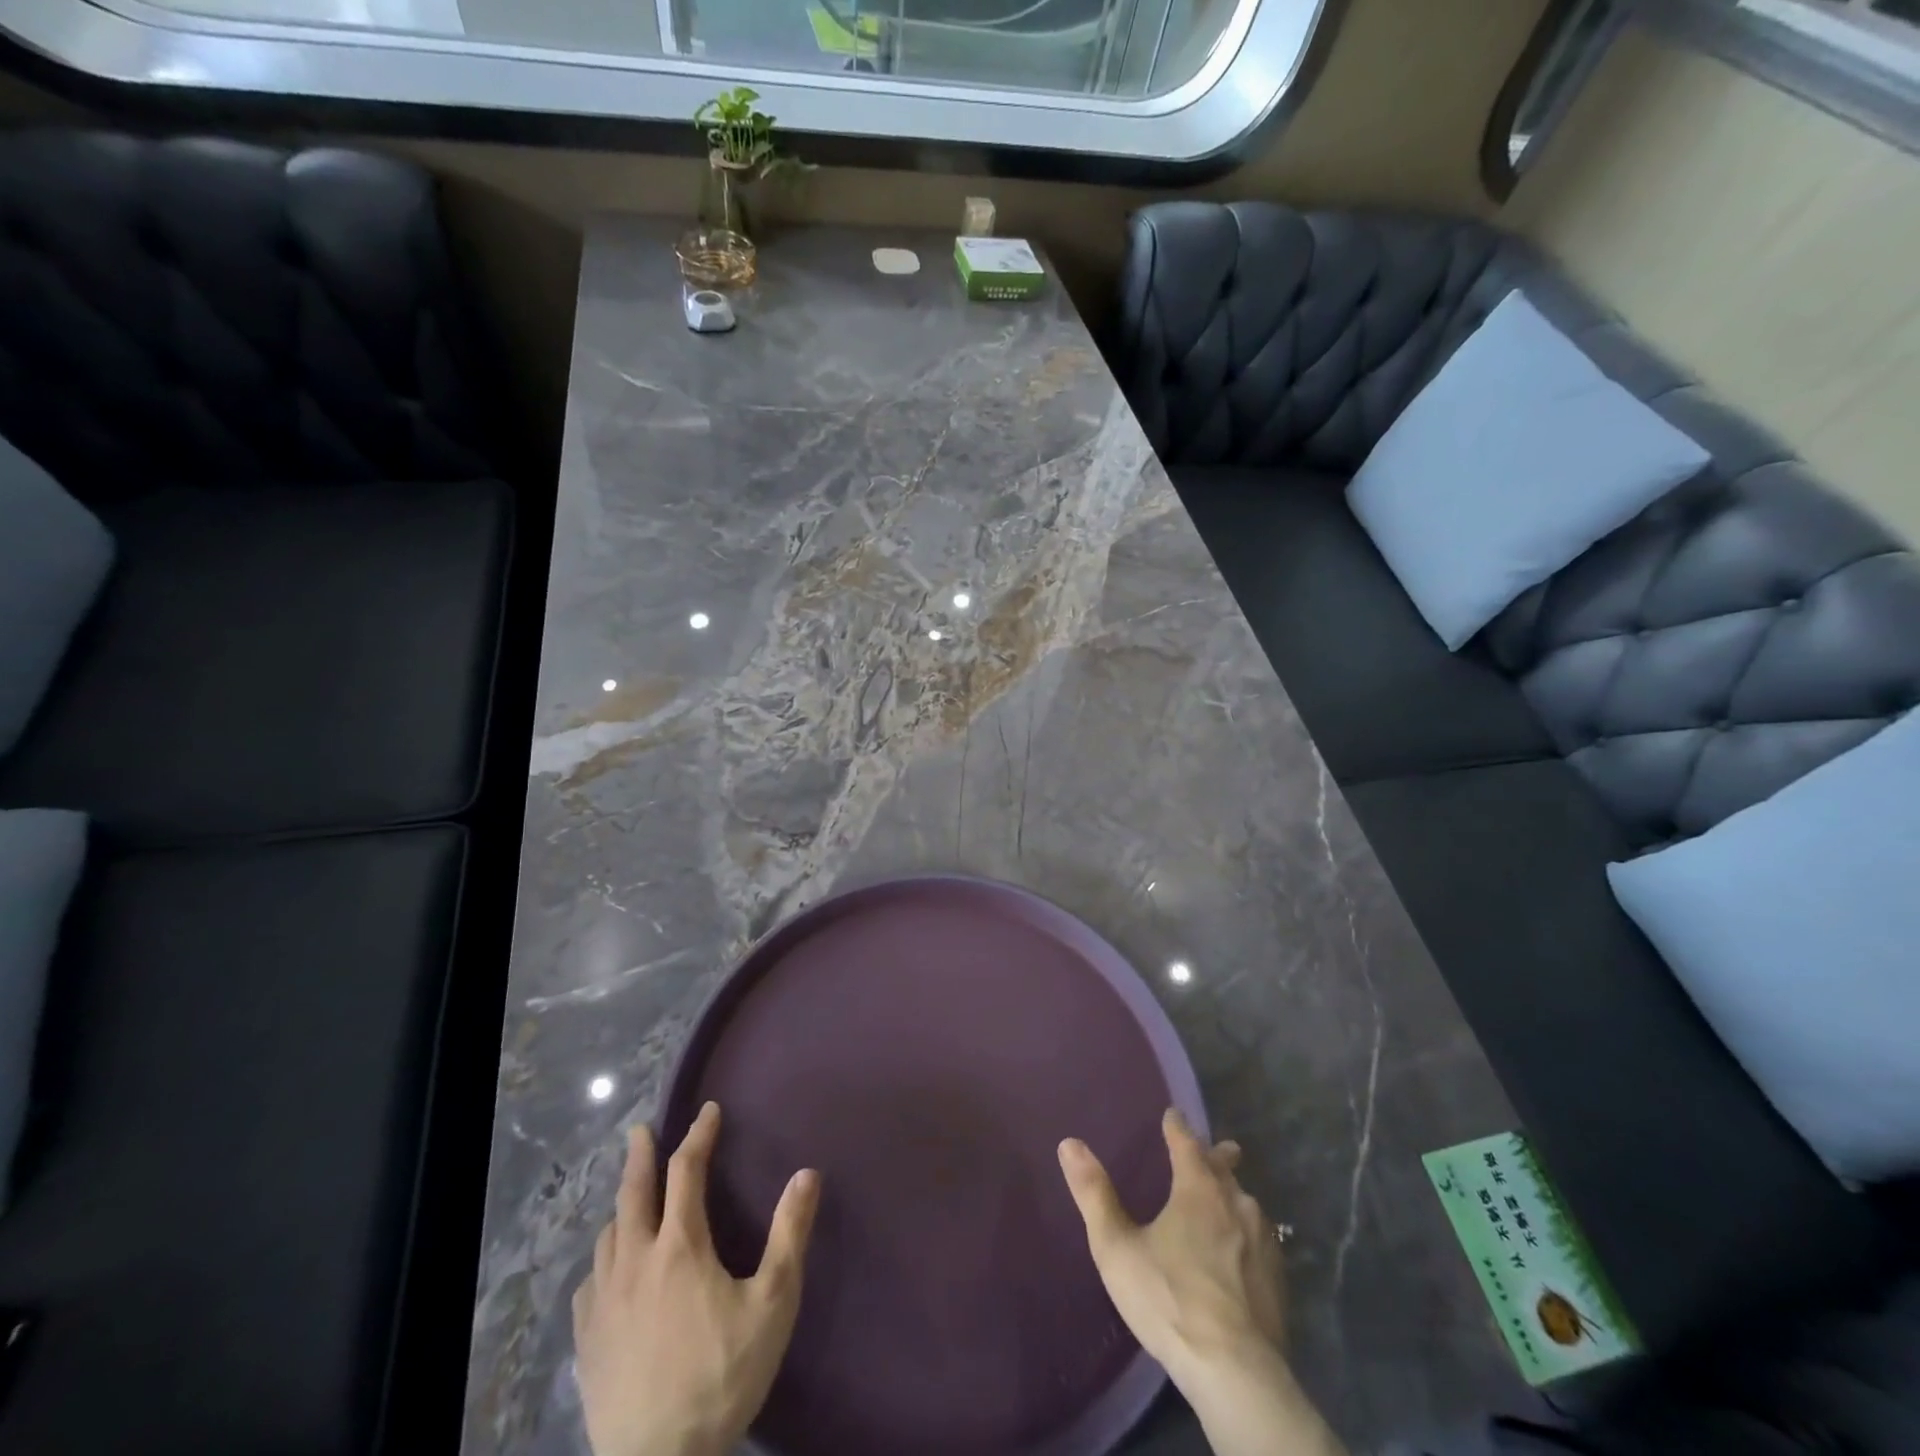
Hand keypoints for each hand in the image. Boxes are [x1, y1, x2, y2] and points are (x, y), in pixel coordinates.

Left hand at [573, 1102, 820, 1455]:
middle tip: (641, 1130)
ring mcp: (603, 1302)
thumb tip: (807, 1173)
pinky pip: (588, 1283)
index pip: (686, 1171)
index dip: (698, 1135)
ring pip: (607, 1236)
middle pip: (633, 1192)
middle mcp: (635, 1260)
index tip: (708, 1111)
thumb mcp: (772, 1303)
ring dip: (621, 1206)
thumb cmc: (722, 1376)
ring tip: (631, 1199)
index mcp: (680, 1246)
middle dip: (640, 1155)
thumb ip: (789, 1235)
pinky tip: (608, 1272)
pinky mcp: (586, 1341)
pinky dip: (602, 1261)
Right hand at [1059, 1110, 1345, 1455]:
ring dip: (1234, 1194)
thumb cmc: (1169, 1300)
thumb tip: (1069, 1143)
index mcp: (1198, 1188)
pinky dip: (1248, 1232)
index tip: (1172, 1114)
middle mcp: (1235, 1203)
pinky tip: (1245, 1250)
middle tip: (1216, 1149)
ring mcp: (1263, 1241)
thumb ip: (1094, 1194)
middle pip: (1224, 1169)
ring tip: (1227, 1197)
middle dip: (1215, 1156)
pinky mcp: (1278, 1279)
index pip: (1186, 1142)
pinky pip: (1262, 1238)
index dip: (1177, 1126)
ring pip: (1246, 1203)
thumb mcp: (1117, 1247)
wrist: (1237, 1373)